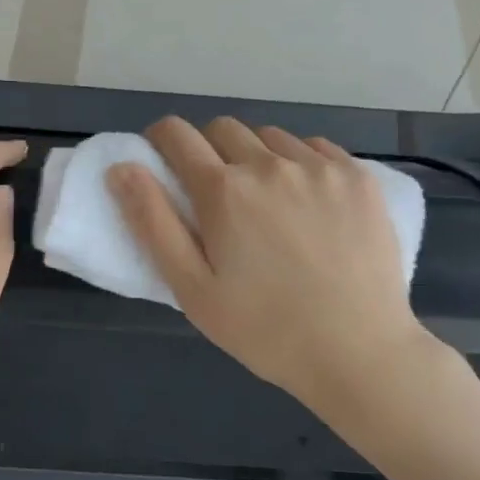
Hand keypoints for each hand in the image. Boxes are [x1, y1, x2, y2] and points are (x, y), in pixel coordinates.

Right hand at [108, 116, 426, 404]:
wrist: (357, 351)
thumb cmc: (265, 330)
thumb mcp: (192, 290)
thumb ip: (152, 223)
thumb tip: (121, 167)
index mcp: (224, 191)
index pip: (177, 135)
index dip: (161, 140)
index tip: (163, 160)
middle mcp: (271, 164)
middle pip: (224, 129)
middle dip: (208, 149)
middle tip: (217, 195)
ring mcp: (321, 166)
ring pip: (272, 137)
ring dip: (257, 156)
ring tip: (268, 200)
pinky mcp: (358, 177)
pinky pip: (316, 148)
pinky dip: (301, 162)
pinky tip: (309, 201)